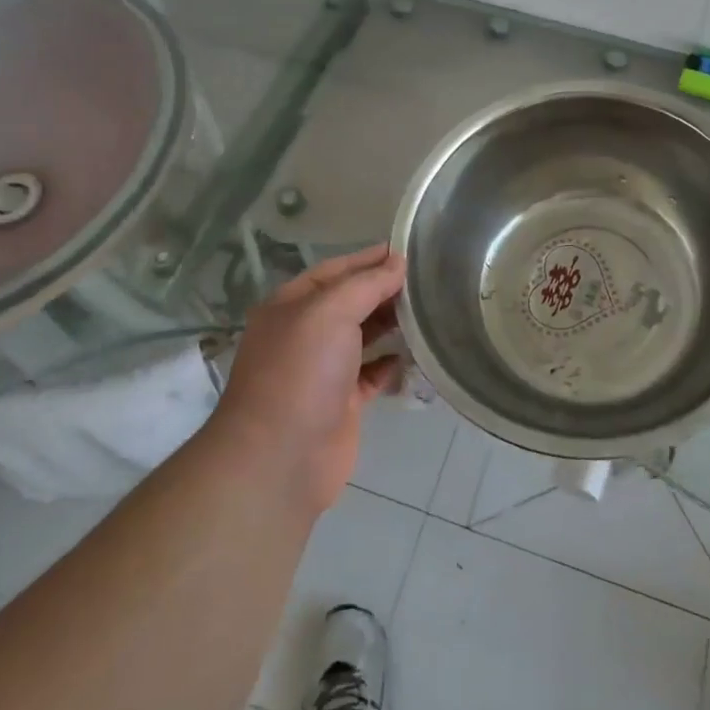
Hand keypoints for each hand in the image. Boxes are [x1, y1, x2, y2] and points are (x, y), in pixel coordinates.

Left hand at [216, 245, 407, 513]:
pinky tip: (414, 354)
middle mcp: (304, 334)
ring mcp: (322, 370)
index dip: (370, 259)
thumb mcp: (330, 312)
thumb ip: (366, 284)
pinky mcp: (341, 403)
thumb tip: (397, 262)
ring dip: (391, 323)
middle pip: (351, 301)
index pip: (335, 270)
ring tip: (428, 310)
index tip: (409, 251)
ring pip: (363, 336)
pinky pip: (372, 373)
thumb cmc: (301, 372)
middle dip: (384, 289)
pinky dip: (391, 363)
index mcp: (291, 305)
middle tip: (428, 279)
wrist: (281, 458)